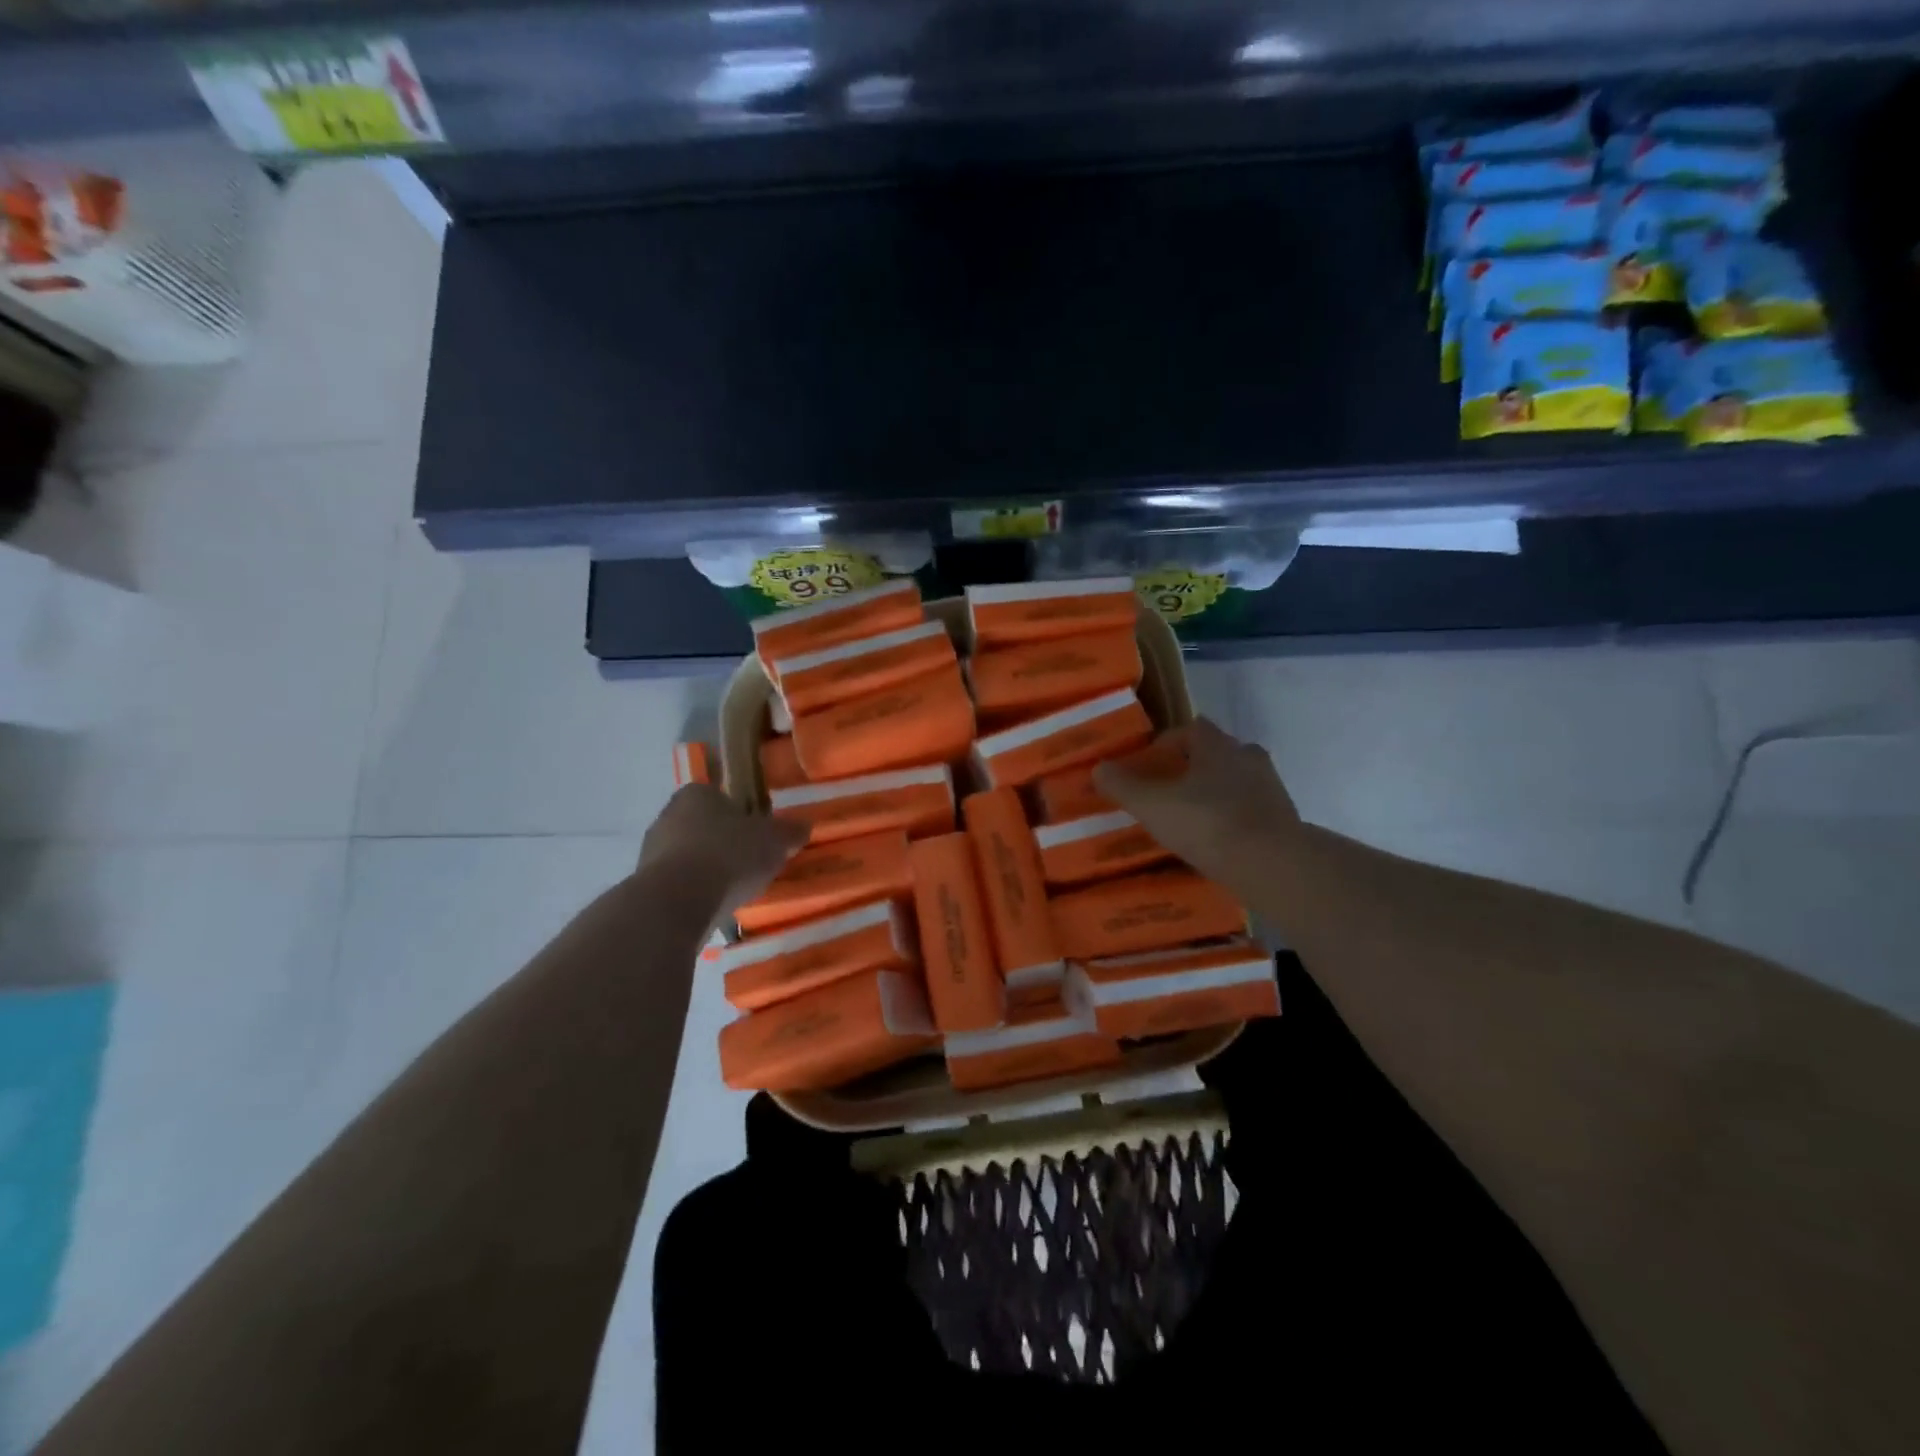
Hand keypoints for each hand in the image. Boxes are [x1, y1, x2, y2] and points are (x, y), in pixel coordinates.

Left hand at [636, 785, 805, 924]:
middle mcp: (668, 814)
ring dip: (707, 869)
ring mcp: (651, 849)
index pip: (722, 797)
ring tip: (733, 891)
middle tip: (750, 864)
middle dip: (724, 843)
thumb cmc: (729, 855)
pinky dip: (693, 892)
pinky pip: (677, 883)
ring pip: (688, 855)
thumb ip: (789, 831)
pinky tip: (711, 907)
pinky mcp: (643, 883)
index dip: (742, 816)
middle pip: (704, 826)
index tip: (758, 836)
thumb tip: (803, 826)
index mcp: (698, 793)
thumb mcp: (774, 840)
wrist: (677, 901)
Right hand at [1093, 718, 1301, 882]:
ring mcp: (1271, 788)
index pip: (1191, 729)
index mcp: (1217, 745)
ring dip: (1217, 792)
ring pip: (1237, 780)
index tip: (1150, 764)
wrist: (1273, 865)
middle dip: (1194, 767)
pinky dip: (1235, 818)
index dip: (1168, 742)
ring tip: (1192, 818)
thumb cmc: (1207, 824)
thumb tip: (1098, 768)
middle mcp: (1248, 757)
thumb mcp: (1152, 805)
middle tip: (1169, 790)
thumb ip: (1123, 786)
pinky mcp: (1285, 819)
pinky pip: (1252, 809)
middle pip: (1217, 752)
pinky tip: (1218, 841)